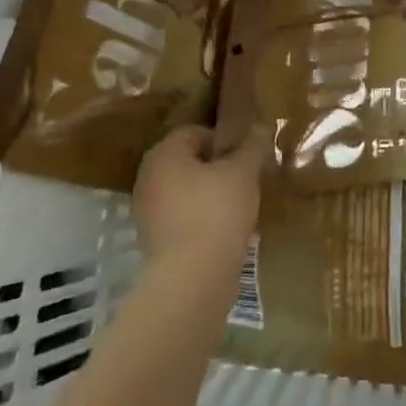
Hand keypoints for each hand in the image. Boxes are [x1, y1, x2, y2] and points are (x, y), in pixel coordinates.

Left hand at [132, 126, 262, 275]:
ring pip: (184, 190)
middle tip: (244, 178)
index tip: (245, 156)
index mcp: (164, 154)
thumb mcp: (244, 172)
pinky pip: (180, 216)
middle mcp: (147, 177)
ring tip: (237, 205)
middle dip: (216, 167)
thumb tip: (260, 127)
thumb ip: (252, 146)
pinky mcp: (152, 241)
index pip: (195, 132)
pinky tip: (223, 229)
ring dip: (208, 193)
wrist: (192, 278)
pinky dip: (199, 217)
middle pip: (188, 161)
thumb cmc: (216, 211)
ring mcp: (146, 211)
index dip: (224, 140)